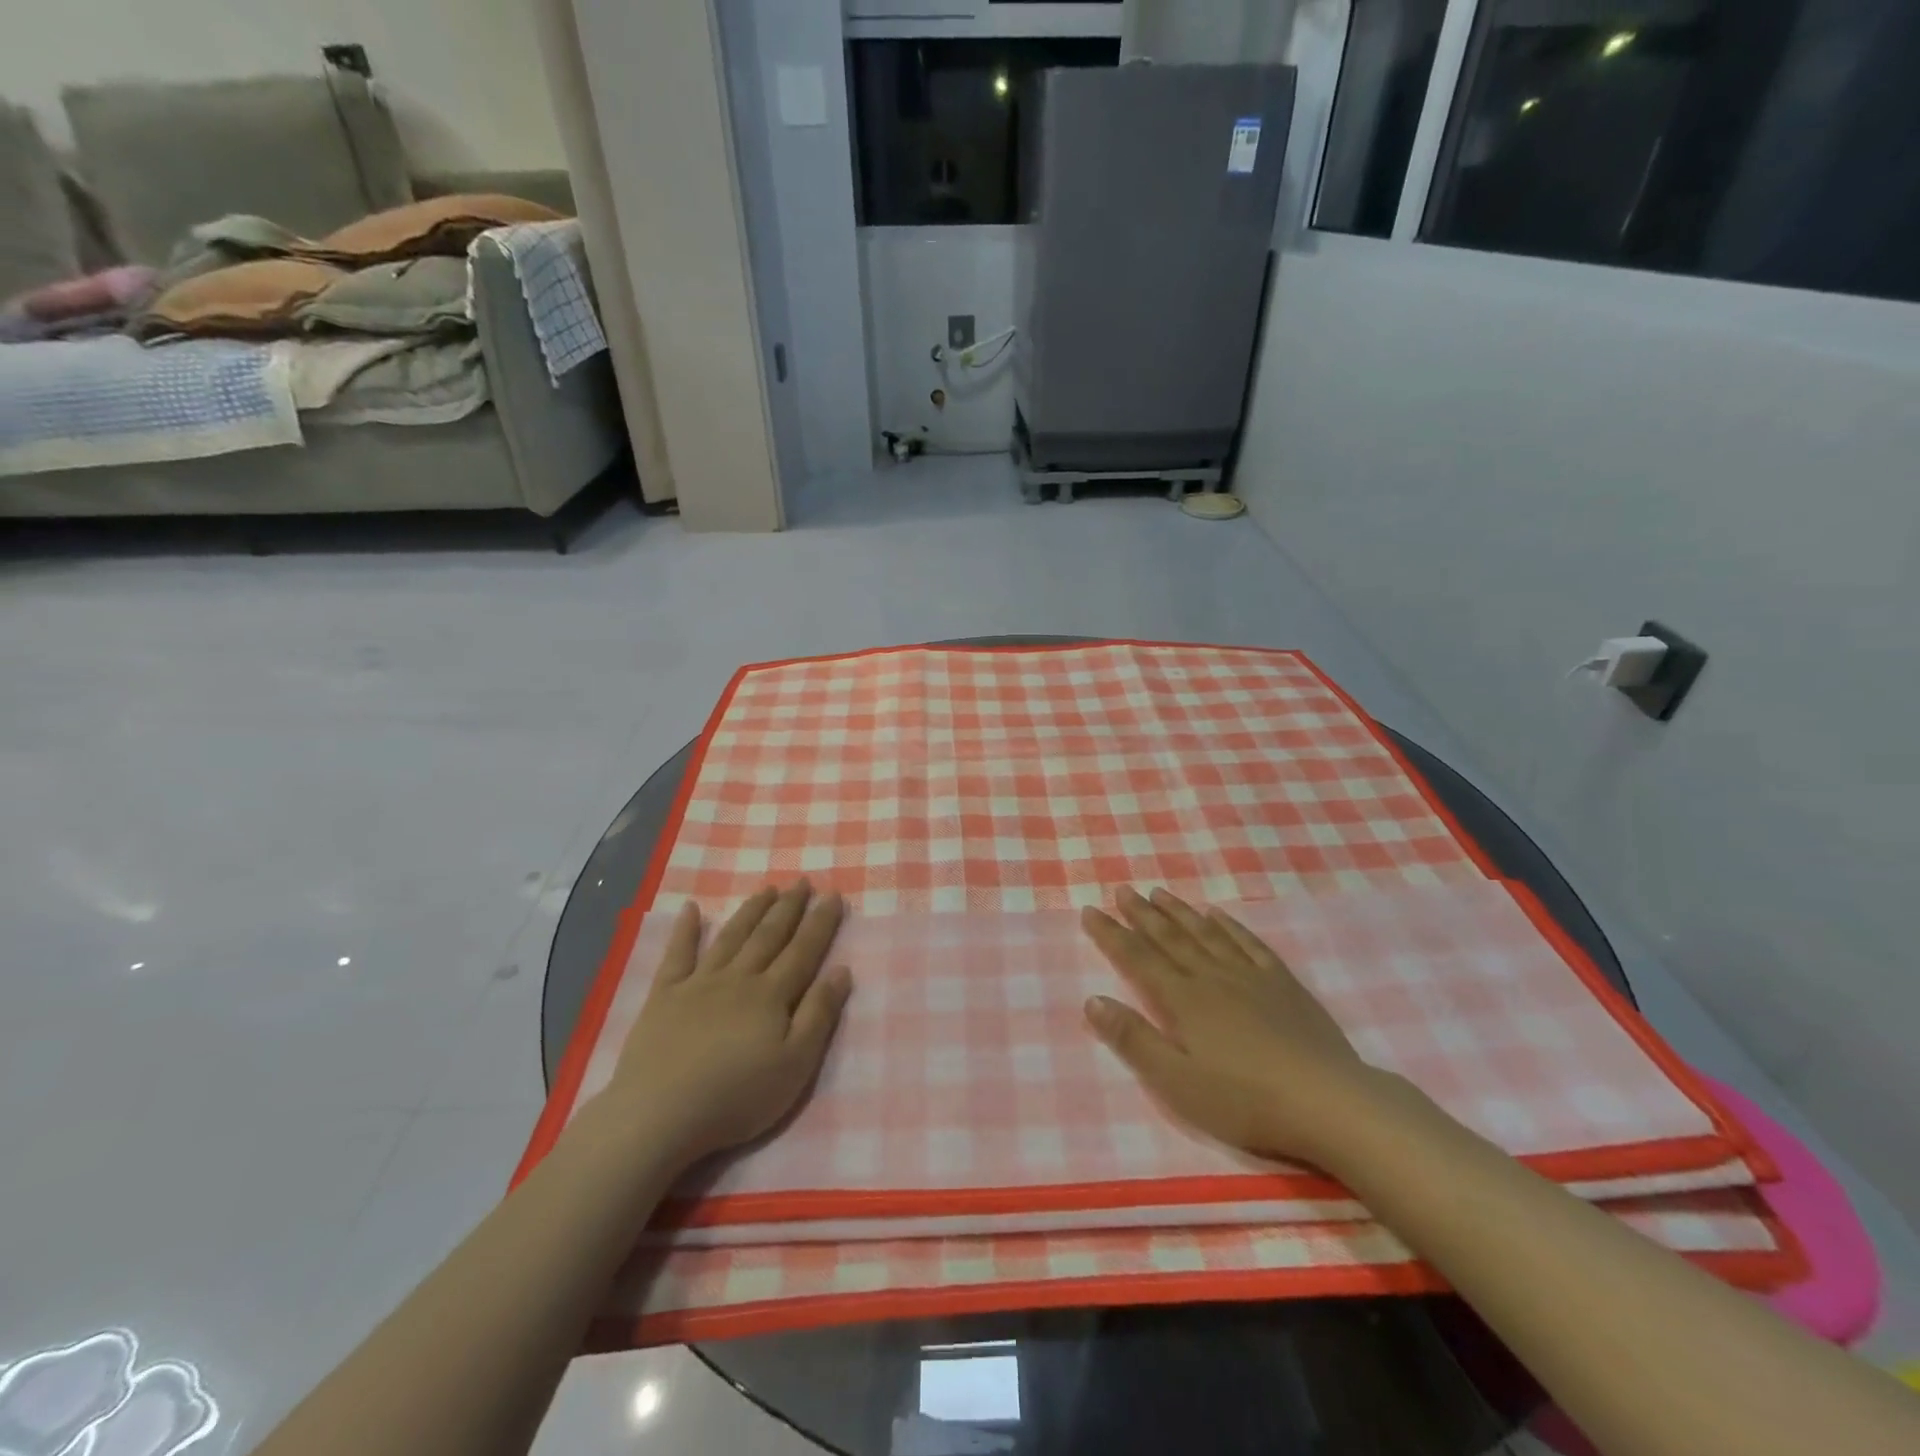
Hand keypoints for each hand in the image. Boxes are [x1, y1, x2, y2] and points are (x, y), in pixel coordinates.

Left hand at [596, 882, 851, 1170]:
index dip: (820, 922)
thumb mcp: (795, 1065)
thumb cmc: (736, 1096)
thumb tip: (842, 970)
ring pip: (731, 937)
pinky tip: (691, 909)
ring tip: (767, 888)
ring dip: (751, 911)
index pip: (803, 950)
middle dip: (789, 907)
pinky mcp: (664, 996)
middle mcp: (738, 978)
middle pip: (769, 936)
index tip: (833, 895)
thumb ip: (819, 1015)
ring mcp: (699, 983)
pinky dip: (685, 930)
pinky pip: (677, 955)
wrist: (660, 1114)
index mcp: (772, 995)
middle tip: (802, 881)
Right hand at [1081, 887, 1389, 1170]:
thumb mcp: (1177, 1082)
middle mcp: (1212, 977)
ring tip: (1158, 893)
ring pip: (1206, 933)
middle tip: (1122, 890)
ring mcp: (1250, 976)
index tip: (1090, 911)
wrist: (1329, 1102)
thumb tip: (1092, 1001)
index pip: (1137, 958)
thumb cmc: (1245, 1101)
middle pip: (1170, 937)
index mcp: (1183, 1000)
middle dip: (1141, 914)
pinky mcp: (1283, 984)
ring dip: (1179, 912)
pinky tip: (1218, 915)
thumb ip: (1133, 1040)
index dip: (1111, 934)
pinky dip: (1230, 925)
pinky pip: (1249, 943)